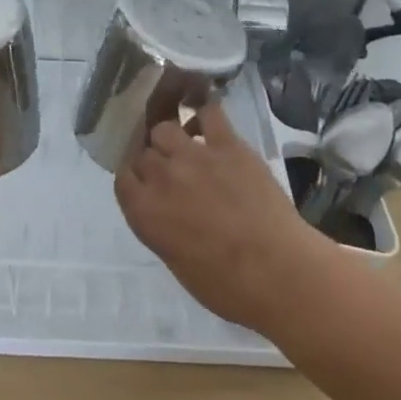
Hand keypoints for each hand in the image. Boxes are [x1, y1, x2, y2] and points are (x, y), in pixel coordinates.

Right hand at [115, 100, 326, 330]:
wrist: (277, 271)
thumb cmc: (226, 286)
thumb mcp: (176, 261)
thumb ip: (162, 227)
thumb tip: (167, 213)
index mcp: (143, 212)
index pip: (123, 178)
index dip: (134, 178)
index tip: (146, 185)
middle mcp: (161, 177)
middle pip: (142, 152)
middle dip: (153, 160)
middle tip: (171, 173)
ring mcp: (193, 156)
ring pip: (165, 128)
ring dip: (171, 137)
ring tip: (186, 147)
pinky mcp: (228, 145)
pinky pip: (209, 113)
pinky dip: (204, 113)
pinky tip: (206, 121)